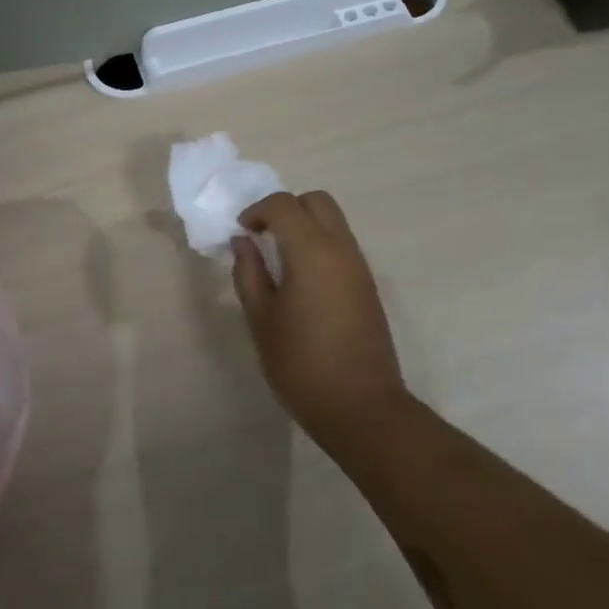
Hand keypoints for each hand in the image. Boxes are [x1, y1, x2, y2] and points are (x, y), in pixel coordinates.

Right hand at [232, 190, 405, 435]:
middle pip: (317, 201)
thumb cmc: (301, 363)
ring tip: (279, 259)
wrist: (361, 406)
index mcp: (311, 251)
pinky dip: (319, 245)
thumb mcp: (261, 319)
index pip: (283, 205)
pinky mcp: (368, 286)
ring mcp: (359, 267)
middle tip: (263, 237)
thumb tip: (243, 243)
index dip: (257, 211)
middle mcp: (341, 249)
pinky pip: (342, 246)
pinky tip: (301, 280)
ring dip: (305, 226)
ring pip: (334, 222)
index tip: (241, 232)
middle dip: (286, 208)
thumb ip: (249, 273)